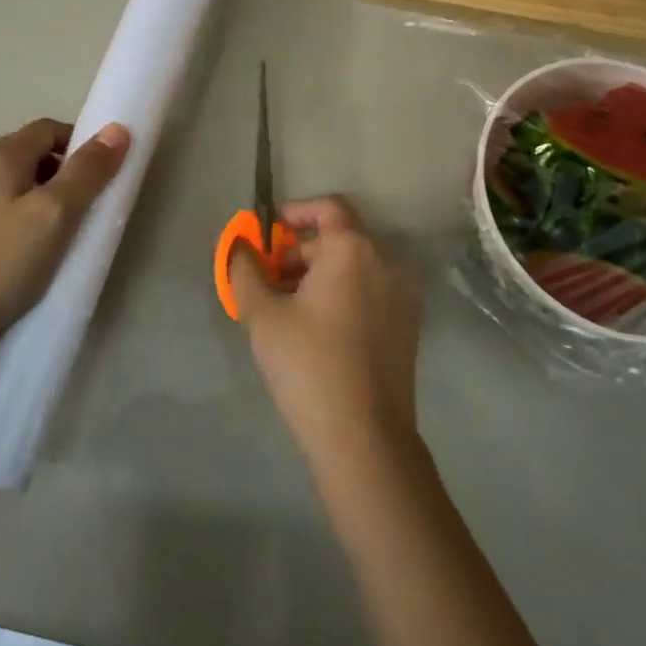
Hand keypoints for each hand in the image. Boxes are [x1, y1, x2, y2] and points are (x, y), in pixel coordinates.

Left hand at [0, 117, 129, 359]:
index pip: (49, 129)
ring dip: (40, 195)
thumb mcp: (55, 214)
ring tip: (57, 233)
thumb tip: (116, 129)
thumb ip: (87, 171)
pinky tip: (24, 249)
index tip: (100, 178)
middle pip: (29, 153)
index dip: (80, 145)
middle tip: (84, 209)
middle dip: (62, 172)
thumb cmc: (3, 262)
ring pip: (11, 182)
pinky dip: (18, 215)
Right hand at [230, 196, 421, 462]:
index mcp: (354, 251)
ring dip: (316, 276)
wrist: (363, 438)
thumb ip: (245, 270)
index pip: (329, 208)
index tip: (269, 232)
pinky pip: (368, 294)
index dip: (296, 212)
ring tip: (282, 308)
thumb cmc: (308, 364)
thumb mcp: (262, 314)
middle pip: (338, 241)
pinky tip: (312, 330)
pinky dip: (339, 296)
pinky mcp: (406, 329)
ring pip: (353, 270)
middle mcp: (385, 265)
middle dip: (298, 253)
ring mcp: (401, 298)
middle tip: (265, 280)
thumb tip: (239, 246)